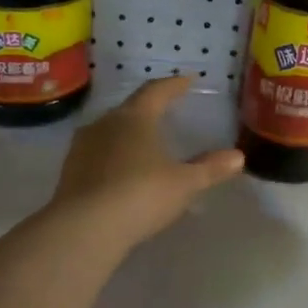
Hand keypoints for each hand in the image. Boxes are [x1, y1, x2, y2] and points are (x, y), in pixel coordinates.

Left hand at [48, 76, 244, 250]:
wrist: (85, 227)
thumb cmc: (141, 195)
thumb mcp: (184, 184)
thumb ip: (210, 168)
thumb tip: (238, 156)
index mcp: (135, 118)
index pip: (157, 91)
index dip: (174, 85)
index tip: (188, 80)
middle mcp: (105, 123)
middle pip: (130, 109)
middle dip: (149, 110)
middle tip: (166, 112)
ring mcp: (83, 146)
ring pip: (110, 131)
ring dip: (128, 134)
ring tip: (144, 144)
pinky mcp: (70, 171)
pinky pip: (97, 154)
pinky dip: (113, 157)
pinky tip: (122, 172)